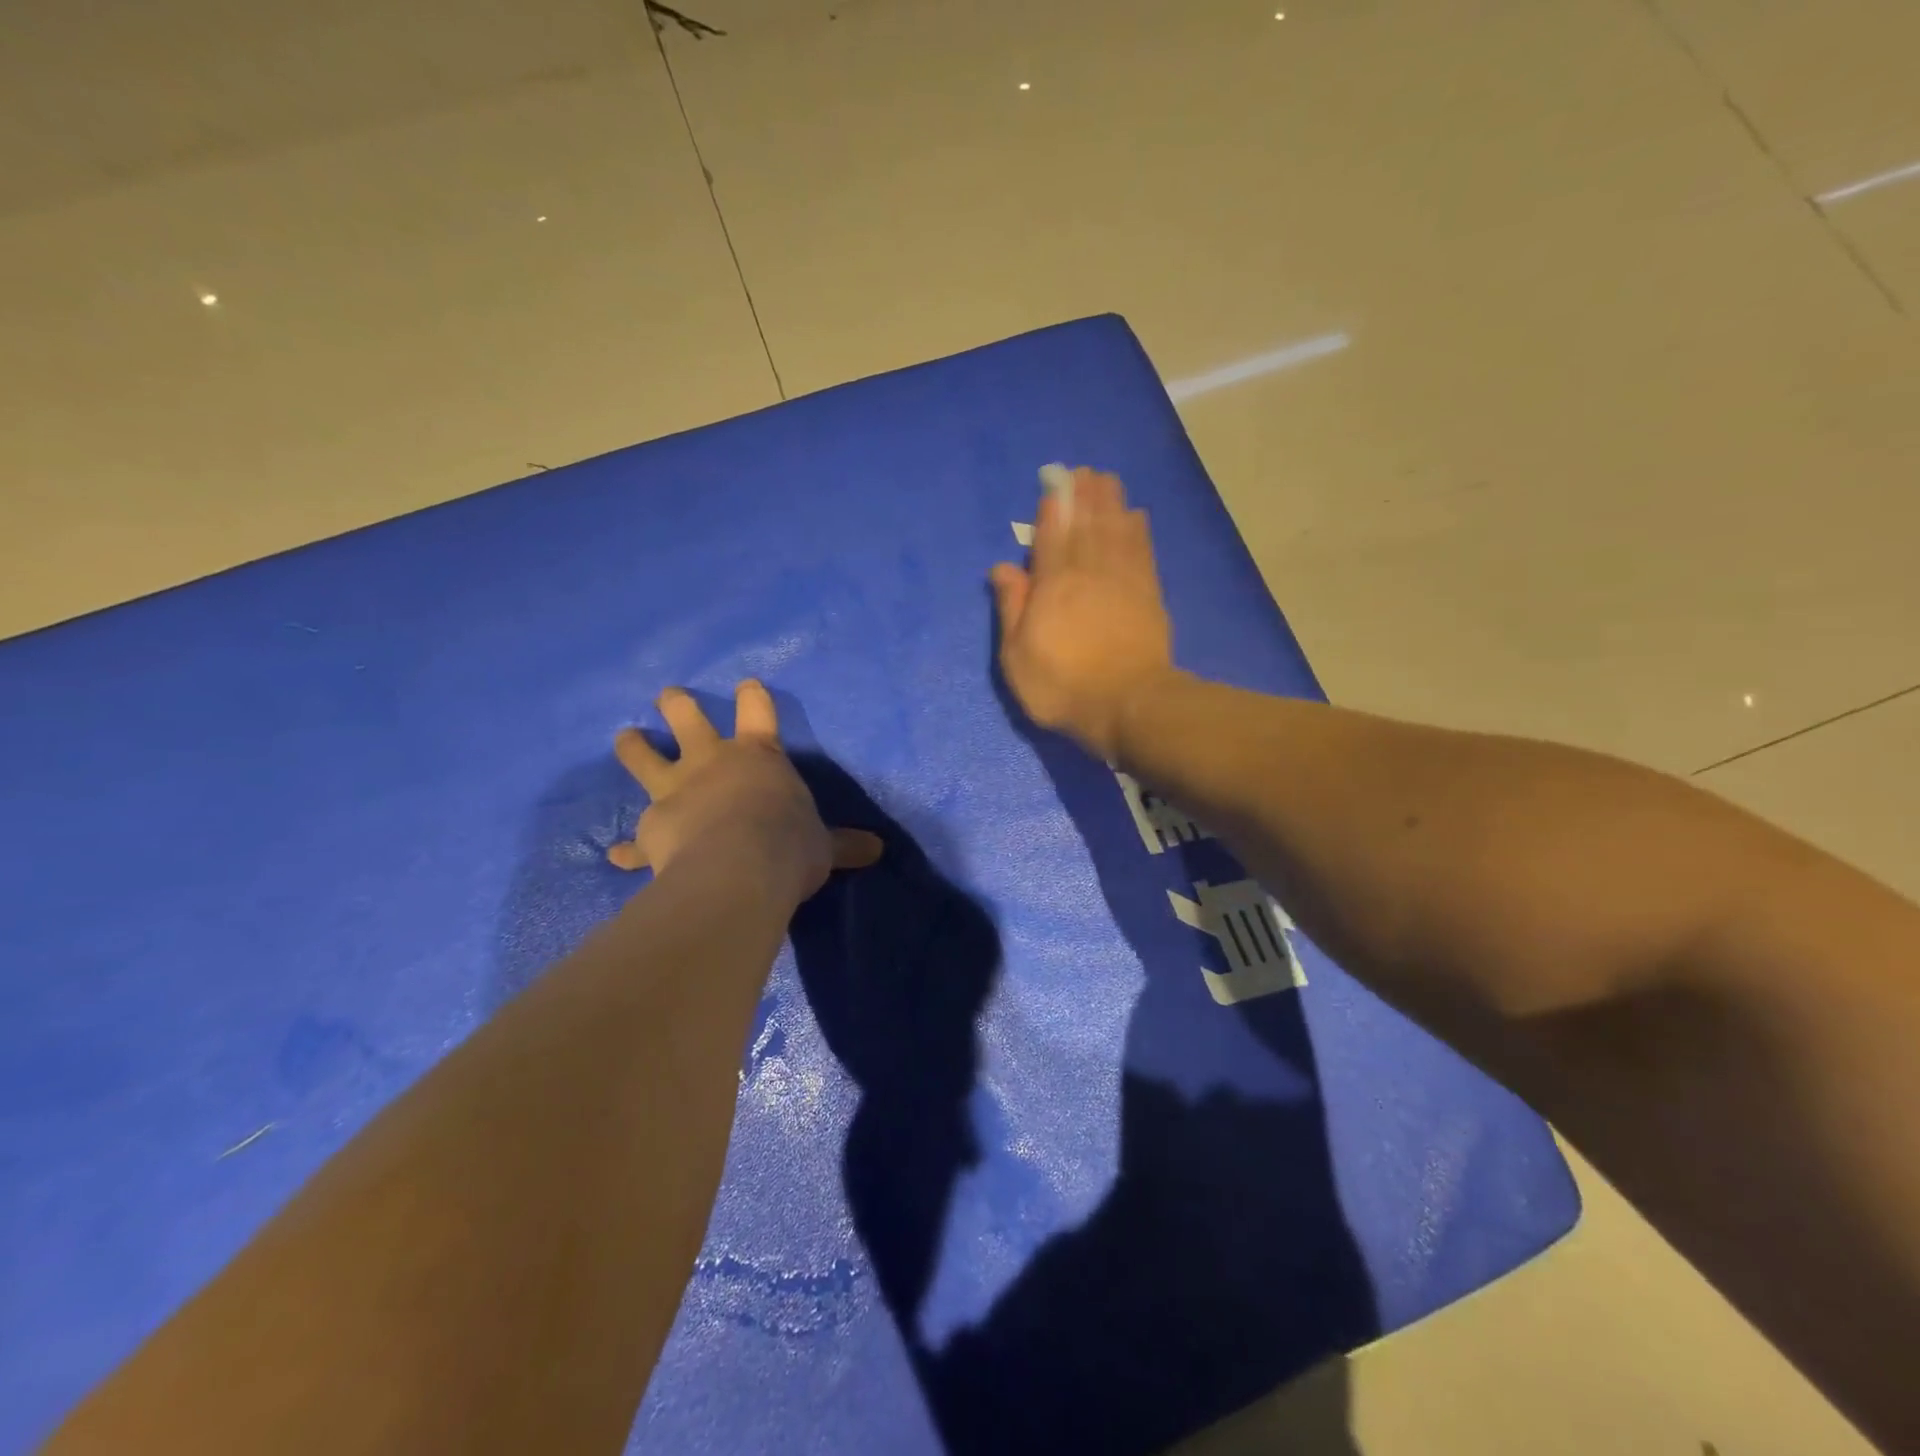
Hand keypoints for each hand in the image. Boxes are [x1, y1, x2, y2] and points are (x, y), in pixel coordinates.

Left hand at [607, 681, 882, 901]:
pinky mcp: (652, 830)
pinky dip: (627, 850)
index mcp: (757, 757)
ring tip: (624, 737)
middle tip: (668, 696)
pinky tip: (614, 856)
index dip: (752, 697)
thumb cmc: (787, 845)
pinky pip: (634, 842)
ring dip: (633, 747)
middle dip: (677, 705)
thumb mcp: (824, 846)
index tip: (746, 685)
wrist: (737, 871)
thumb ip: (844, 845)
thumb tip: (877, 850)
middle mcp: (710, 763)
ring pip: (644, 759)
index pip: (758, 712)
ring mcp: (675, 793)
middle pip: (687, 720)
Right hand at [990, 468, 1175, 760]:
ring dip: (1110, 501)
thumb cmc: (1062, 686)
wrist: (1128, 705)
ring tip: (1106, 479)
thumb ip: (1011, 608)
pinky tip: (1135, 515)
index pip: (1051, 535)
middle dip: (1083, 494)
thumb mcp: (1017, 657)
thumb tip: (1002, 568)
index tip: (1054, 484)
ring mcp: (1122, 580)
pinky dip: (1137, 528)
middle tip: (1083, 471)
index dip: (1052, 507)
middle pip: (1086, 523)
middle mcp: (1088, 571)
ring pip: (1115, 528)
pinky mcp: (1148, 593)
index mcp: (1053, 585)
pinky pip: (1142, 549)